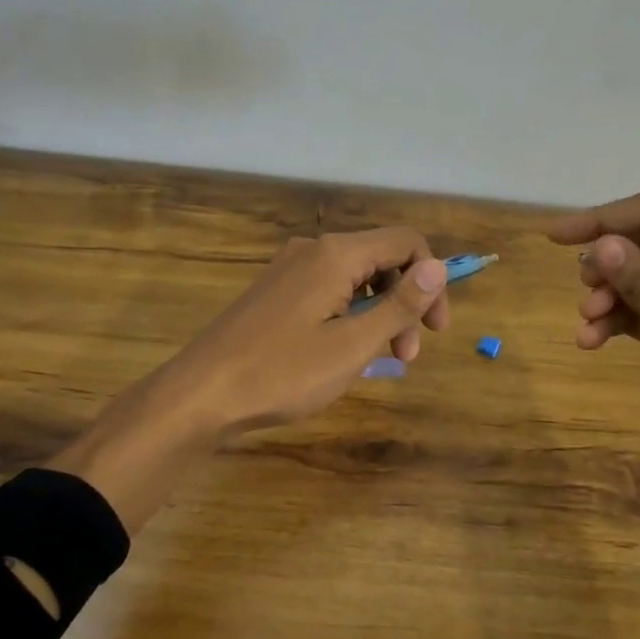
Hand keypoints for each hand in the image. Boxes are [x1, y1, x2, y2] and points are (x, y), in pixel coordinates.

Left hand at [50, 229, 449, 528]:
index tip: (435, 330)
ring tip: (379, 361)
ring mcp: (289, 269)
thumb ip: (400, 305)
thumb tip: (439, 267)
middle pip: (381, 260)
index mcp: (336, 254)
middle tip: (407, 356)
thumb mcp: (352, 345)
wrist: (200, 395)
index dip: (432, 282)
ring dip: (379, 314)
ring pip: (355, 279)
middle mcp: (313, 250)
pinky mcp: (275, 292)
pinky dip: (350, 317)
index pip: (407, 243)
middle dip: (405, 303)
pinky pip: (328, 292)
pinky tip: (344, 354)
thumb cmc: (282, 373)